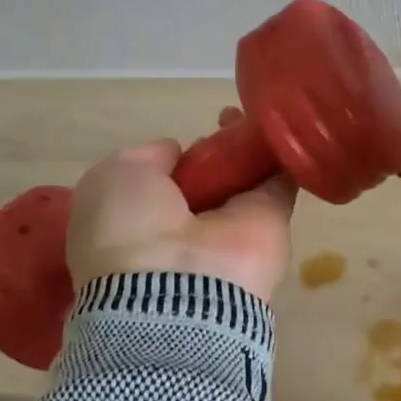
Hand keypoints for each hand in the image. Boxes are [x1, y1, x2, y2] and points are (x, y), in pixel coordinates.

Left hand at [67, 113, 296, 302]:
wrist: (178, 287)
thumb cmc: (130, 228)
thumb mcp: (117, 175)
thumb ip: (148, 157)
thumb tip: (178, 153)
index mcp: (138, 222)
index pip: (161, 185)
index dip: (173, 159)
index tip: (183, 142)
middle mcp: (184, 227)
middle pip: (205, 179)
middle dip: (214, 149)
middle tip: (225, 117)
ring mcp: (230, 228)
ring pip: (241, 178)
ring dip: (247, 147)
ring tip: (250, 113)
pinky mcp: (272, 224)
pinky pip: (280, 183)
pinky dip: (283, 157)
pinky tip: (283, 127)